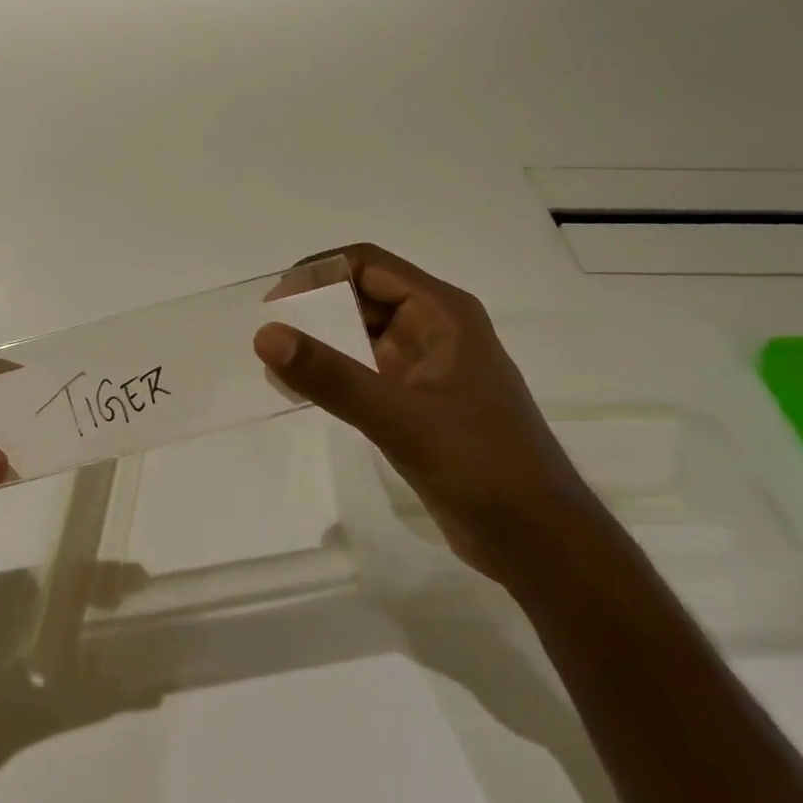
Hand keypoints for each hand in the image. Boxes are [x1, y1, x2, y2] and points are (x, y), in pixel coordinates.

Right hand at [254, 244, 604, 583]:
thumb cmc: (480, 464)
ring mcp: (429, 368)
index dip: (319, 273)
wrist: (536, 538)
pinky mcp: (420, 402)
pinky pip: (367, 371)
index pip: (369, 264)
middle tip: (267, 334)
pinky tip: (304, 392)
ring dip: (322, 341)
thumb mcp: (398, 416)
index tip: (274, 302)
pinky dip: (335, 373)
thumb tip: (265, 334)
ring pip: (363, 335)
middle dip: (315, 307)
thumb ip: (330, 375)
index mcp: (443, 313)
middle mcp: (436, 330)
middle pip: (364, 295)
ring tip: (275, 364)